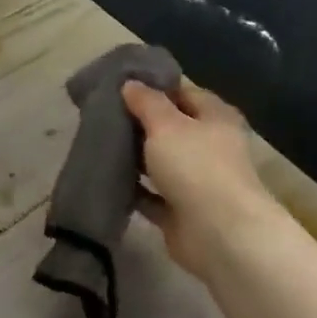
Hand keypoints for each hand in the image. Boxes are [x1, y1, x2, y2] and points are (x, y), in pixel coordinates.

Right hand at [121, 80, 285, 280]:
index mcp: (215, 118)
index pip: (184, 93)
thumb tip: (130, 84)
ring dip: (134, 157)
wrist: (218, 233)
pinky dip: (132, 188)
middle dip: (139, 122)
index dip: (154, 87)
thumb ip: (146, 102)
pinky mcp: (180, 210)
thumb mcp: (166, 124)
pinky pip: (150, 194)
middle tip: (102, 113)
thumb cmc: (196, 166)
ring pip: (159, 162)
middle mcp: (209, 146)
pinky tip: (106, 178)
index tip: (120, 85)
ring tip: (98, 143)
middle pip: (170, 128)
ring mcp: (196, 181)